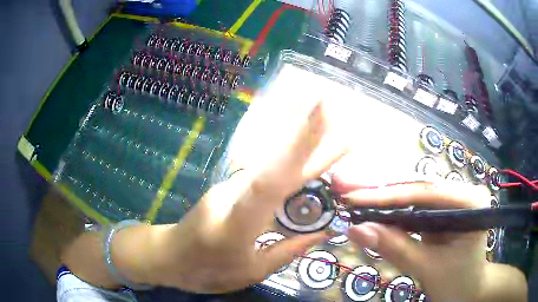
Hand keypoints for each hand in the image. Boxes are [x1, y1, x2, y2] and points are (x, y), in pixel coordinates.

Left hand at [151, 102, 346, 292]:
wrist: (169, 256)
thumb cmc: (205, 270)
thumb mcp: (251, 271)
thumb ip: (287, 252)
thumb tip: (321, 233)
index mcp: (239, 221)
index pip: (274, 179)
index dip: (299, 147)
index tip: (321, 116)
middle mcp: (236, 194)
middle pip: (280, 165)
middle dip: (311, 140)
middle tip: (341, 124)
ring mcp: (231, 187)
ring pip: (275, 168)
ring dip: (305, 153)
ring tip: (338, 145)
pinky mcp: (231, 187)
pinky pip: (268, 177)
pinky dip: (291, 169)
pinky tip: (310, 166)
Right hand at [334, 178, 526, 301]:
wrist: (469, 291)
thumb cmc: (457, 283)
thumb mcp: (428, 268)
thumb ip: (395, 248)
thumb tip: (356, 230)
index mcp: (471, 202)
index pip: (426, 193)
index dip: (388, 195)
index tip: (354, 198)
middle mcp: (464, 191)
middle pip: (419, 187)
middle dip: (381, 190)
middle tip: (346, 187)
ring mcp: (454, 199)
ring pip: (415, 194)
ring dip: (384, 197)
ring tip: (354, 195)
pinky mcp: (444, 210)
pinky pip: (416, 206)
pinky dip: (393, 209)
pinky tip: (373, 206)